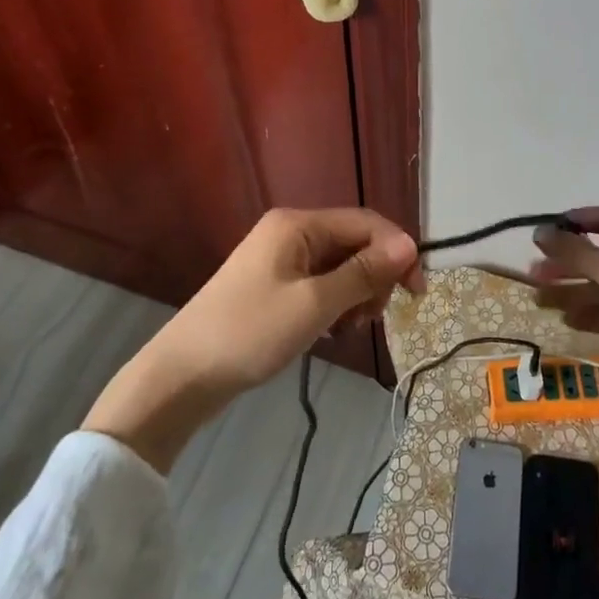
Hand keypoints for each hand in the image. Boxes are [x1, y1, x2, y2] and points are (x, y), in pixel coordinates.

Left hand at [84, 208, 419, 469]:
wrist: (181, 376)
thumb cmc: (250, 333)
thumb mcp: (314, 304)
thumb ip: (363, 273)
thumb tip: (409, 245)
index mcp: (298, 224)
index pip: (365, 222)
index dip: (397, 251)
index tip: (418, 291)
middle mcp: (290, 231)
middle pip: (352, 242)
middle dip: (374, 275)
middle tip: (375, 317)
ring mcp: (279, 258)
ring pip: (338, 265)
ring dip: (355, 292)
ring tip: (351, 328)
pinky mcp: (273, 284)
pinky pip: (319, 282)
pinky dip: (334, 302)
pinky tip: (332, 329)